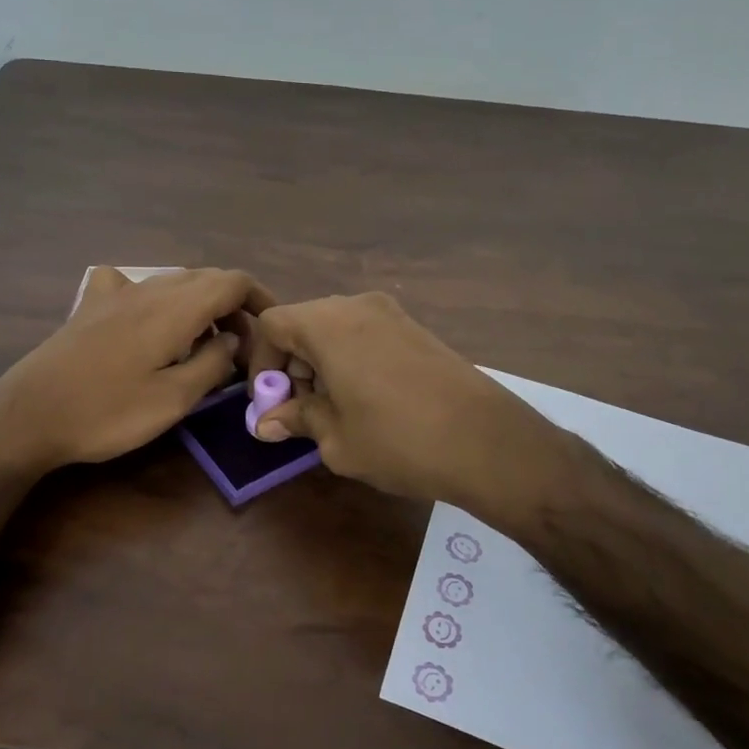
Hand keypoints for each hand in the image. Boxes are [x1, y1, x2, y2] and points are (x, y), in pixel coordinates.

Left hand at [0, 267, 274, 475]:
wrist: (28, 416)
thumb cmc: (107, 413)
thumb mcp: (173, 399)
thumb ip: (212, 364)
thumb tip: (234, 339)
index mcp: (175, 307)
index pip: (233, 281)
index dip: (261, 298)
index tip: (273, 329)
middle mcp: (148, 288)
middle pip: (206, 278)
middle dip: (233, 306)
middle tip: (242, 348)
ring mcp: (115, 294)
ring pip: (173, 282)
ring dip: (200, 305)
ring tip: (206, 344)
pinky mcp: (91, 307)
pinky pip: (135, 286)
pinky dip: (158, 299)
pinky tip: (149, 321)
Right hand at [249, 292, 573, 514]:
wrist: (486, 441)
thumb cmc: (397, 440)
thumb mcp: (336, 438)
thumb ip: (297, 420)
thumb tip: (266, 422)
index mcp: (327, 324)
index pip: (272, 325)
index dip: (261, 363)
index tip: (270, 403)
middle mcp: (357, 306)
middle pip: (304, 324)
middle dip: (293, 366)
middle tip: (302, 412)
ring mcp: (392, 314)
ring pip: (336, 330)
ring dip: (322, 365)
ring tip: (335, 412)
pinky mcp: (417, 329)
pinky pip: (366, 335)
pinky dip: (352, 360)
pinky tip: (369, 401)